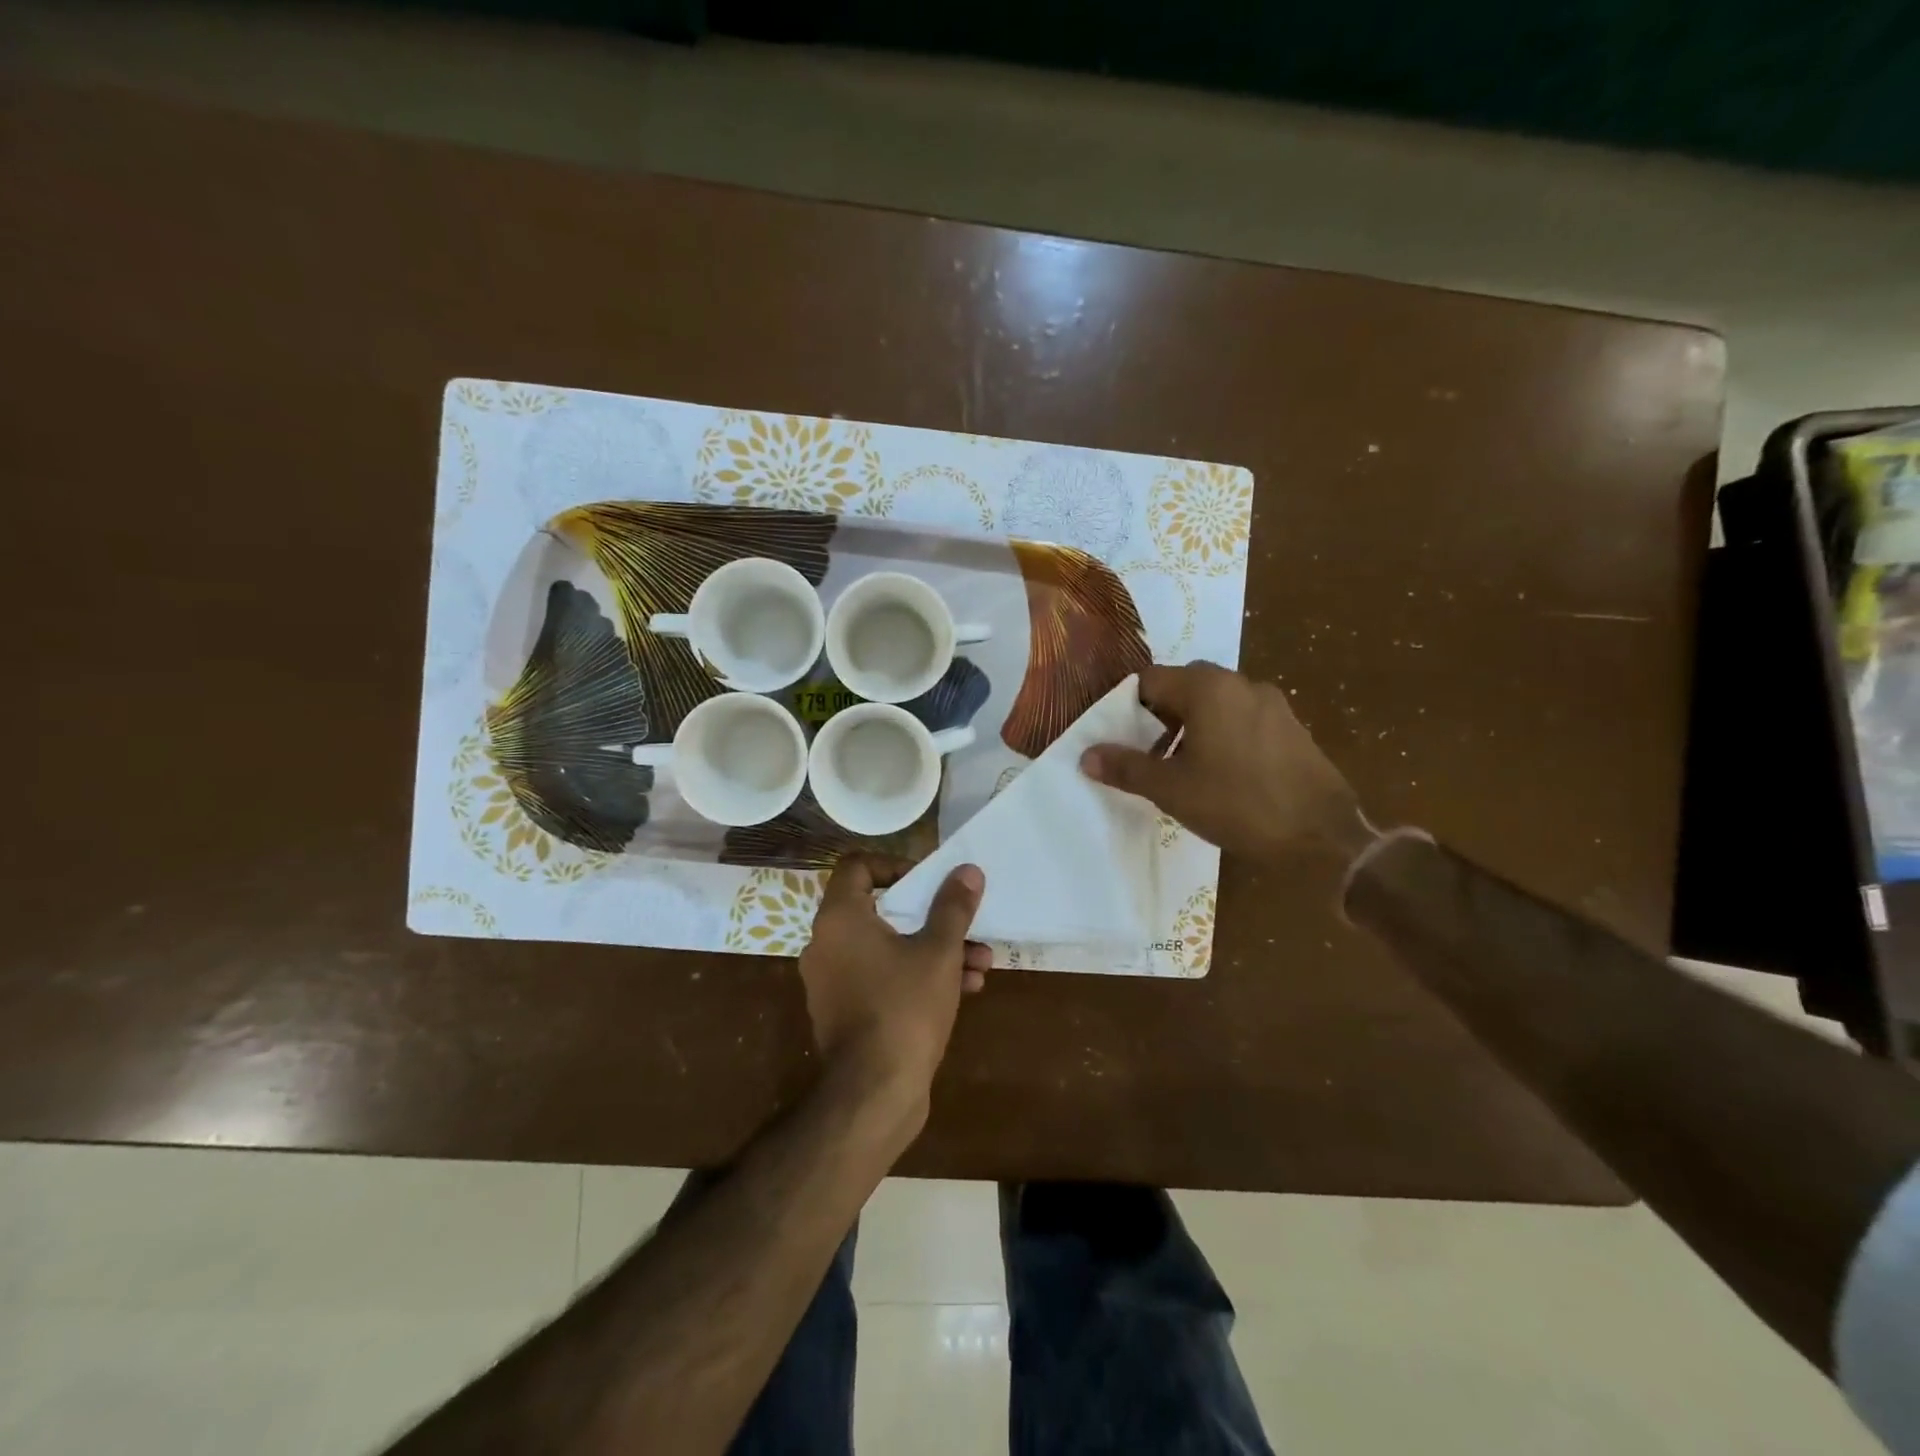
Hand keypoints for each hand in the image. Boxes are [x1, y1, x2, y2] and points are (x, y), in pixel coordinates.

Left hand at [798, 855, 988, 1114]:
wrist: (874, 1094)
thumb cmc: (904, 1008)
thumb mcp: (938, 951)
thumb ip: (953, 907)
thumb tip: (967, 871)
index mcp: (840, 919)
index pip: (857, 867)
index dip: (895, 865)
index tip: (928, 882)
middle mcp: (827, 944)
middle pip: (881, 910)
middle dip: (933, 917)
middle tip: (966, 923)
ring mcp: (834, 981)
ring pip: (889, 948)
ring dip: (935, 950)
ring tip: (981, 963)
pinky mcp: (846, 1012)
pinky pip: (883, 978)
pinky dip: (918, 976)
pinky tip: (966, 989)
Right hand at [1081, 662, 1371, 862]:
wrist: (1322, 836)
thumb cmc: (1238, 805)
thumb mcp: (1171, 789)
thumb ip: (1126, 767)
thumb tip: (1087, 755)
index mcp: (1207, 688)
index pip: (1150, 679)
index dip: (1127, 707)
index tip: (1121, 739)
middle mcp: (1240, 683)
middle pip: (1183, 685)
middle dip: (1159, 715)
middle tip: (1148, 753)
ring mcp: (1271, 703)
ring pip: (1214, 702)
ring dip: (1190, 725)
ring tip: (1182, 767)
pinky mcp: (1290, 726)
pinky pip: (1242, 717)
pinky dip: (1221, 733)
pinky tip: (1221, 773)